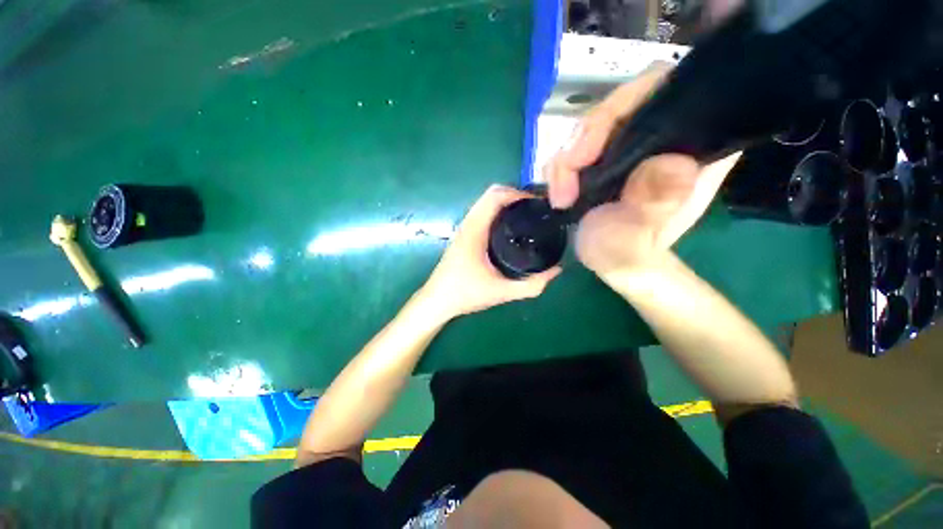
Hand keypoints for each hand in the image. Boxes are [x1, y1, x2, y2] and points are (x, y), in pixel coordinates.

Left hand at [420, 185, 561, 318]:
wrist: (437, 301)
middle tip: (536, 210)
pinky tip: (511, 228)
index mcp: (474, 230)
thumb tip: (557, 270)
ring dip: (506, 203)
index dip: (519, 193)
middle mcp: (468, 223)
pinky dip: (498, 212)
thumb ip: (531, 285)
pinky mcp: (464, 235)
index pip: (495, 196)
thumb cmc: (464, 294)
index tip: (539, 203)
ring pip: (486, 203)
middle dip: (516, 195)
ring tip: (528, 215)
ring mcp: (464, 228)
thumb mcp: (501, 292)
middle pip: (491, 194)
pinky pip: (483, 213)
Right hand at [543, 64, 740, 274]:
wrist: (613, 260)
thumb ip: (654, 209)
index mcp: (693, 150)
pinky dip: (561, 165)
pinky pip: (579, 144)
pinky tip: (558, 191)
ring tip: (559, 196)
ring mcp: (633, 145)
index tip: (590, 149)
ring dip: (567, 159)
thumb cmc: (630, 254)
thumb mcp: (640, 239)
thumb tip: (671, 163)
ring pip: (594, 125)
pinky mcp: (609, 155)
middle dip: (585, 139)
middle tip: (564, 180)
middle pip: (622, 105)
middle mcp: (665, 138)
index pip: (670, 92)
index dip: (627, 104)